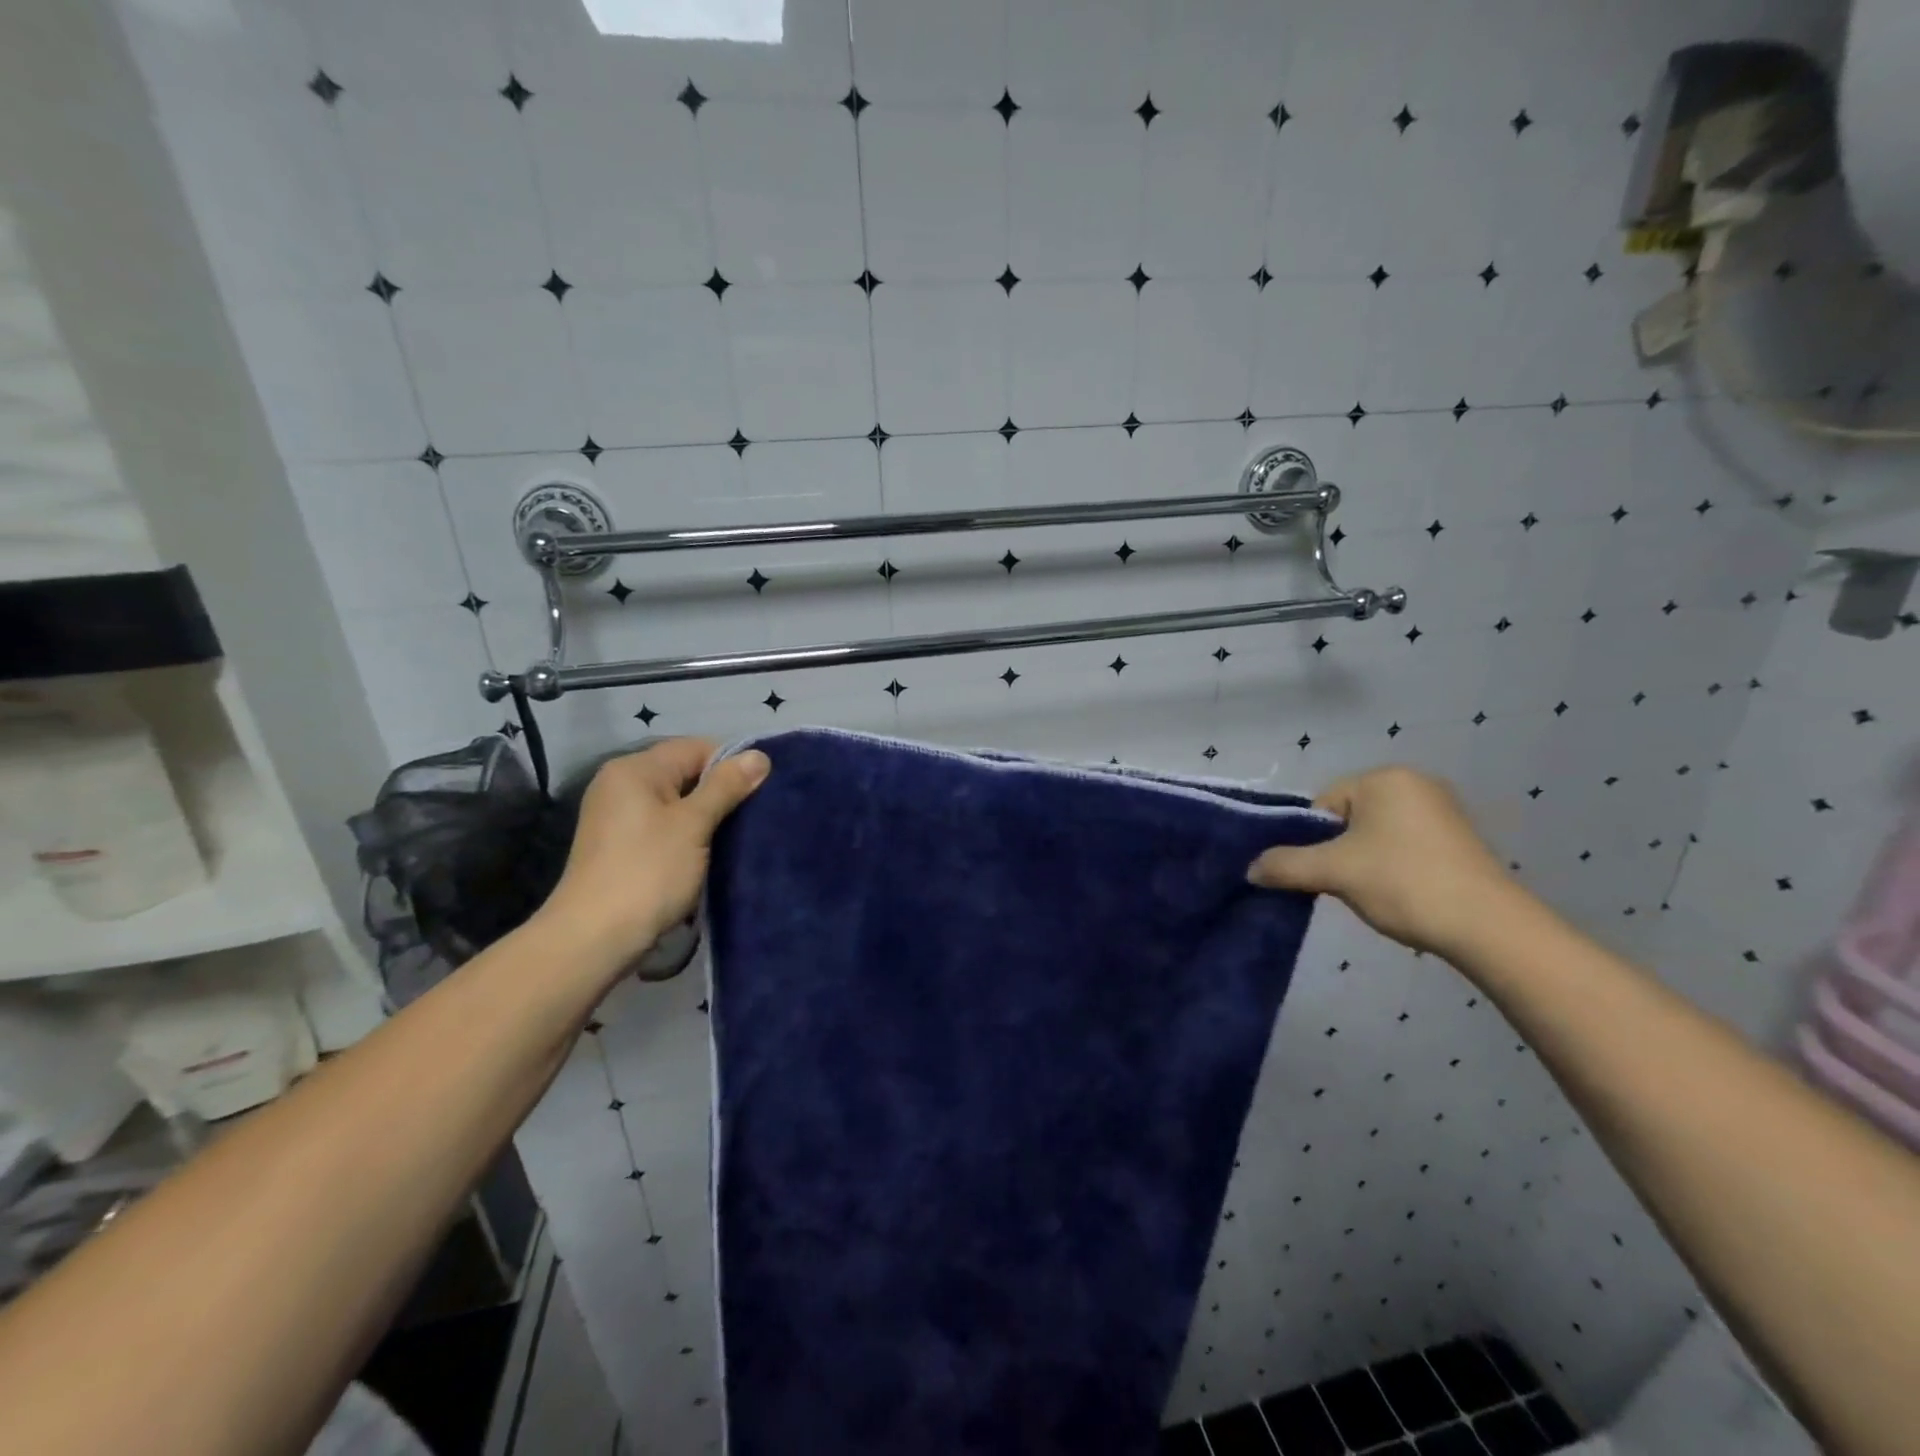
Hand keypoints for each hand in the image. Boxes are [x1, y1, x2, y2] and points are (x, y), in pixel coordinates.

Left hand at [536, 738, 769, 970]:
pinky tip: (710, 853)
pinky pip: (664, 826)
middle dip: (721, 791)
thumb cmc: (647, 872)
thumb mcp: (693, 824)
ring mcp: (617, 816)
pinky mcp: (620, 845)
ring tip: (739, 834)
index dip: (732, 764)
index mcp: (635, 769)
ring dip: (707, 816)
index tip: (762, 790)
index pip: (696, 747)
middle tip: (756, 814)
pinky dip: (688, 834)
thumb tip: (760, 755)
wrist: (594, 939)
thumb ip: (726, 786)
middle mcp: (621, 784)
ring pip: (676, 802)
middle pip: (685, 773)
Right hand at [1247, 766, 1514, 955]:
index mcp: (1385, 778)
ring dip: (1363, 862)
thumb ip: (1284, 865)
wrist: (1488, 927)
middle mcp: (1415, 783)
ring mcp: (1443, 810)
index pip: (1322, 804)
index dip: (1311, 840)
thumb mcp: (1333, 872)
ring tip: (1373, 892)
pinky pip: (1405, 845)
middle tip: (1344, 884)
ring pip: (1375, 835)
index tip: (1321, 872)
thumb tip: (1250, 869)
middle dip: (1338, 851)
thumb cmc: (1403, 883)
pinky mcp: (1459, 839)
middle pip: (1348, 818)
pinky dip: (1392, 867)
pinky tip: (1400, 893)